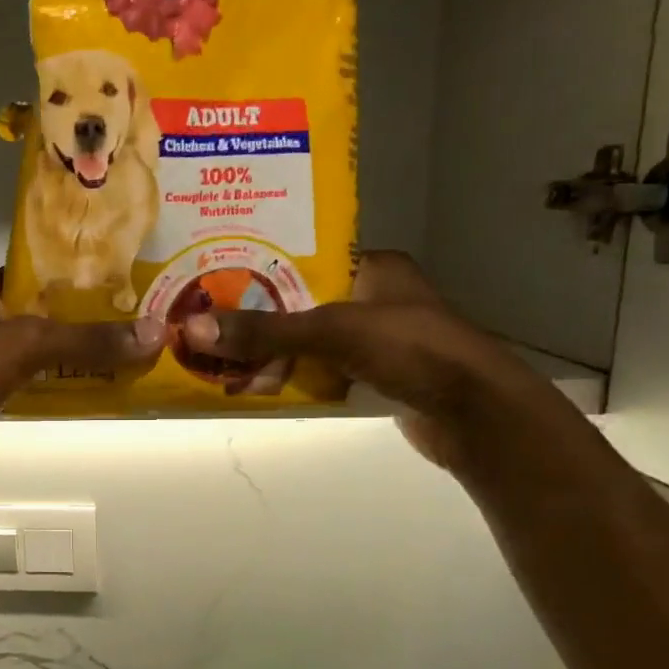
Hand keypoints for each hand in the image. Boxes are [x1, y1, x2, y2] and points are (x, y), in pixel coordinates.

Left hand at [0, 271, 165, 484]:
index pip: (37, 271)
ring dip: (77, 353)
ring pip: (40, 348)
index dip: (79, 274)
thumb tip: (156, 333)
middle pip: (44, 312)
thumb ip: (89, 340)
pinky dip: (59, 381)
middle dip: (87, 318)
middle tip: (136, 319)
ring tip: (127, 350)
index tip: (124, 279)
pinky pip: (32, 379)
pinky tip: (95, 386)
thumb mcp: (28, 345)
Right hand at [180, 251, 547, 470]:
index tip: (214, 274)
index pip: (306, 255)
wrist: (474, 413)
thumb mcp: (331, 332)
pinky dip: (293, 374)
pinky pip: (321, 367)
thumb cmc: (410, 349)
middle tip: (207, 318)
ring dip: (272, 348)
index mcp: (374, 266)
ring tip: (219, 350)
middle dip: (258, 313)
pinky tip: (255, 380)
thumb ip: (265, 332)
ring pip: (309, 337)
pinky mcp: (376, 373)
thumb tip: (194, 330)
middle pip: (301, 300)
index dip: (260, 264)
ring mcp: (377, 338)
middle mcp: (375, 296)